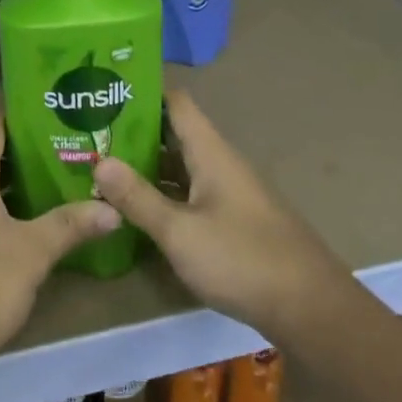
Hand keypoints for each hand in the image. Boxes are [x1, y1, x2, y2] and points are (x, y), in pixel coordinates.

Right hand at [91, 88, 345, 344]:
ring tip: (102, 166)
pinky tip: (137, 208)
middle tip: (90, 134)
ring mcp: (229, 193)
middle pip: (174, 133)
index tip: (105, 92)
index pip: (175, 102)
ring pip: (181, 166)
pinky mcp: (234, 220)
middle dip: (134, 132)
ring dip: (146, 165)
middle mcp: (221, 163)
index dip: (142, 92)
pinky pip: (191, 192)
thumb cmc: (242, 259)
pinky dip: (164, 192)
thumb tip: (99, 161)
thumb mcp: (180, 232)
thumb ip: (138, 198)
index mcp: (211, 152)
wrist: (311, 309)